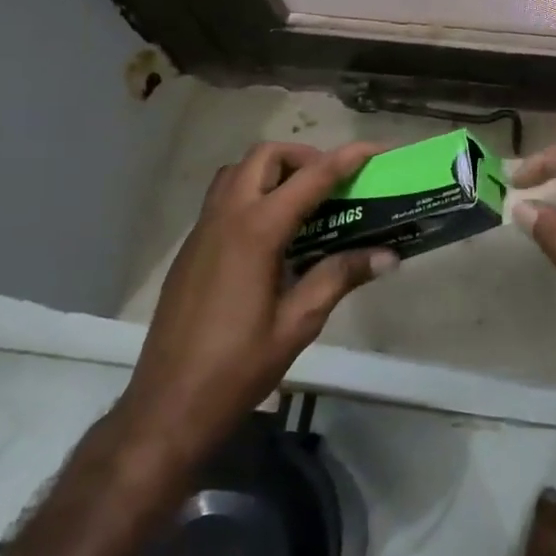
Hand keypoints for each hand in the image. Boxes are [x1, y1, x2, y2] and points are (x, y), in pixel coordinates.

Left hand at [116, 140, 395, 467]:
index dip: (347, 159)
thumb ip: (340, 277)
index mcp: (256, 231)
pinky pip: (223, 198)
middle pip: (265, 157)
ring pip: (238, 172)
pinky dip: (252, 193)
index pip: (311, 178)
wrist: (167, 406)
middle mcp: (226, 217)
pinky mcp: (190, 249)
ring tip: (303, 203)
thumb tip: (387, 255)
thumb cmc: (238, 367)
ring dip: (273, 171)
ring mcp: (202, 231)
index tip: (377, 150)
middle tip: (333, 184)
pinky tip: (273, 236)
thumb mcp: (298, 322)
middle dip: (304, 157)